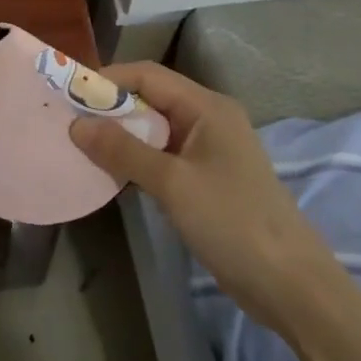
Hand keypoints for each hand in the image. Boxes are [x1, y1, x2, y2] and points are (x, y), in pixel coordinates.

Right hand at [70, 62, 320, 307]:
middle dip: (110, 108)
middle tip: (69, 122)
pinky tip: (112, 173)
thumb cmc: (232, 222)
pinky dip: (137, 159)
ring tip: (82, 146)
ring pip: (154, 129)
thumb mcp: (172, 184)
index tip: (70, 94)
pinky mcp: (207, 179)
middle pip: (151, 99)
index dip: (108, 79)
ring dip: (121, 135)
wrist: (290, 285)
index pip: (148, 75)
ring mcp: (209, 150)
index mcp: (207, 107)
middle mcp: (208, 119)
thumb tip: (77, 125)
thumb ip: (123, 151)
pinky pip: (163, 156)